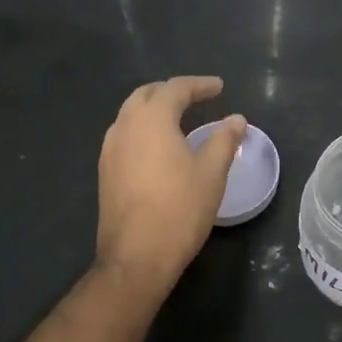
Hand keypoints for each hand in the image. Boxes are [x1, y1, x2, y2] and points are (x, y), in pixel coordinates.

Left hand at [94, 76, 244, 307]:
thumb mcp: (212, 173)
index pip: (175, 89)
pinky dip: (143, 129)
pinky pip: (124, 135)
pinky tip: (157, 146)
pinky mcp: (105, 172)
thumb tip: (236, 118)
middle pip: (146, 95)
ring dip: (153, 109)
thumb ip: (224, 139)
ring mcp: (110, 150)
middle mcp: (125, 127)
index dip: (199, 85)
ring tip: (177, 117)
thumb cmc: (180, 209)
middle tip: (196, 96)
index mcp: (151, 120)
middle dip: (171, 91)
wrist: (136, 257)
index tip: (219, 87)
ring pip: (130, 114)